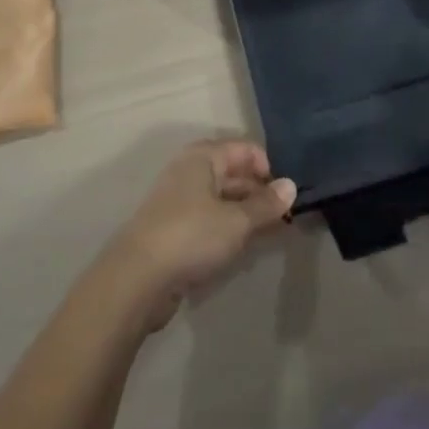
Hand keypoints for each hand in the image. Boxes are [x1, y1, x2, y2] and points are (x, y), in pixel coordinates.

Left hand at [101, 139, 295, 330]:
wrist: (138, 278)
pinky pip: (208, 220)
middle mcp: (190, 170)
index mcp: (203, 157)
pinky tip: (241, 248)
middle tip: (284, 218)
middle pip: (233, 173)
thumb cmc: (191, 236)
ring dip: (245, 214)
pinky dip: (227, 229)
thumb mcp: (236, 221)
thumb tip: (291, 186)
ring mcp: (179, 200)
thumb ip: (265, 205)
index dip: (268, 168)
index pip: (244, 149)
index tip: (285, 196)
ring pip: (221, 199)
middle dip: (259, 193)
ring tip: (269, 234)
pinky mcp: (173, 229)